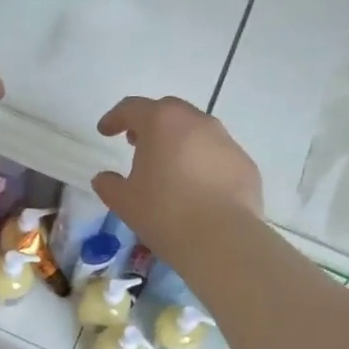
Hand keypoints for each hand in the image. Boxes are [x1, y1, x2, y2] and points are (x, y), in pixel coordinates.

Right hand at [92, 96, 262, 259]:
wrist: (222, 239)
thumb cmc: (164, 213)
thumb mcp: (124, 201)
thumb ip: (109, 185)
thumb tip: (104, 178)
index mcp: (162, 123)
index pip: (132, 108)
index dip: (115, 118)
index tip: (105, 131)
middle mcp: (197, 122)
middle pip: (168, 112)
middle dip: (150, 123)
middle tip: (137, 143)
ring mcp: (226, 141)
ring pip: (197, 131)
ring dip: (179, 142)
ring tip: (168, 167)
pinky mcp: (245, 163)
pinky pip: (217, 155)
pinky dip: (202, 162)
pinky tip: (197, 188)